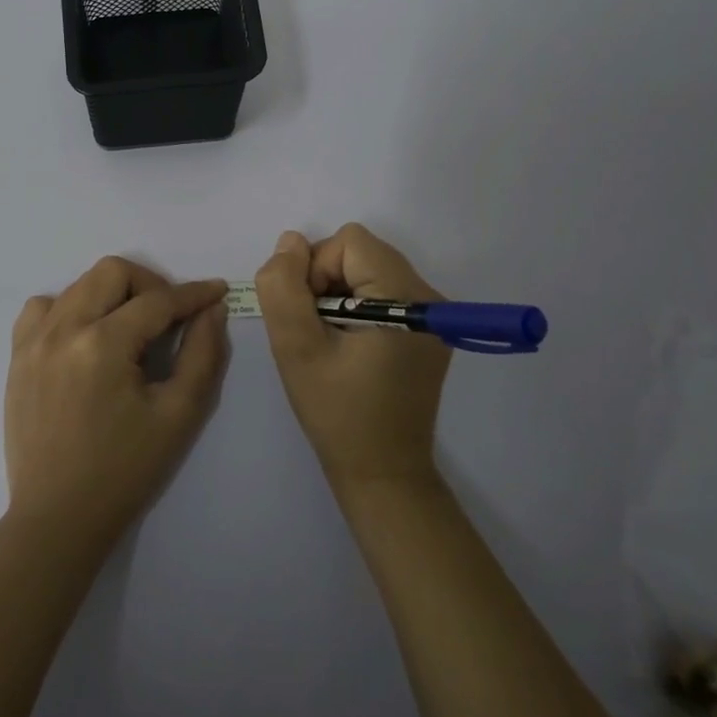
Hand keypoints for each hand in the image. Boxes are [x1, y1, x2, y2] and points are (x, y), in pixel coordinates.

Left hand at [5, 258, 228, 546]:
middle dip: (150, 284)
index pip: (157, 301)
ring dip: (111, 294)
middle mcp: (63, 329)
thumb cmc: (125, 470)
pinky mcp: (17, 356)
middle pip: (112, 272)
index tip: (215, 290)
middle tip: (169, 316)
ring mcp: (33, 340)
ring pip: (78, 284)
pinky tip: (84, 336)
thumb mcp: (179, 415)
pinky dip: (69, 308)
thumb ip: (202, 354)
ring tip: (128, 328)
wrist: (58, 517)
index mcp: (103, 345)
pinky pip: (42, 307)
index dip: (193, 294)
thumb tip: (212, 309)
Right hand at [257, 224, 450, 493]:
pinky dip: (355, 305)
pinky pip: (380, 289)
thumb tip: (290, 242)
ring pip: (367, 268)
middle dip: (326, 279)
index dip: (316, 269)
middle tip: (317, 330)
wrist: (384, 474)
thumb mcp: (297, 349)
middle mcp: (429, 296)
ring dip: (338, 292)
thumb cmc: (338, 414)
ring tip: (331, 340)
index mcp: (406, 297)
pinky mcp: (426, 329)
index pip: (349, 242)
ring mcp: (432, 314)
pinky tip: (348, 345)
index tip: (311, 317)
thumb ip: (284, 288)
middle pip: (361, 251)